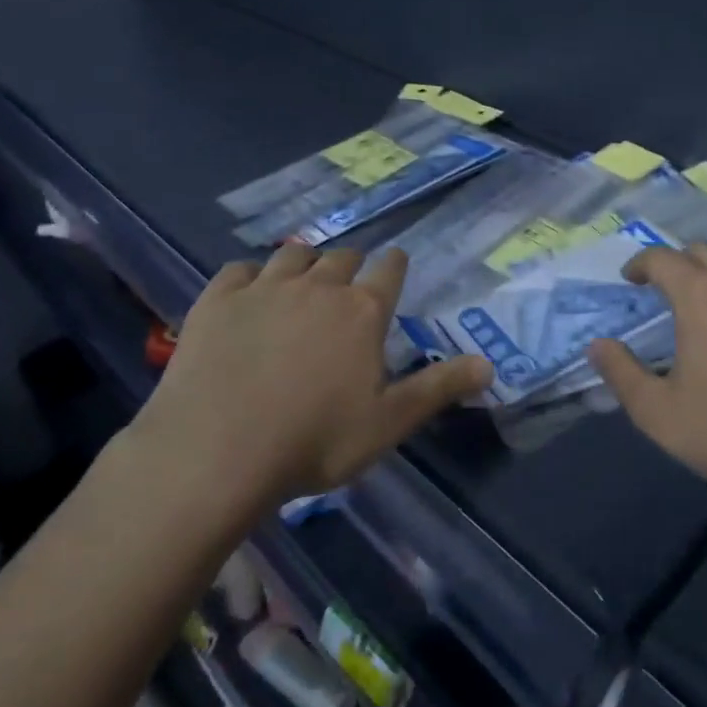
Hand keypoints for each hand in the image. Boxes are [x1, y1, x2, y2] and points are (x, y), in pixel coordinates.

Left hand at [132, 244, 491, 509]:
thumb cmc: (313, 442)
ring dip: (303, 261)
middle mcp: (318, 286)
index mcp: (362, 312)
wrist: (216, 451)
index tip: (394, 264)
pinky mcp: (219, 299)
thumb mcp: (387, 423)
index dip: (394, 265)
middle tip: (347, 283)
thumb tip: (490, 365)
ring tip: (302, 279)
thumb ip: (438, 388)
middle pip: (341, 256)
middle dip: (350, 264)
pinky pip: (239, 270)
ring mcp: (265, 288)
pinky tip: (249, 291)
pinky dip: (250, 276)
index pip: (389, 270)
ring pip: (292, 254)